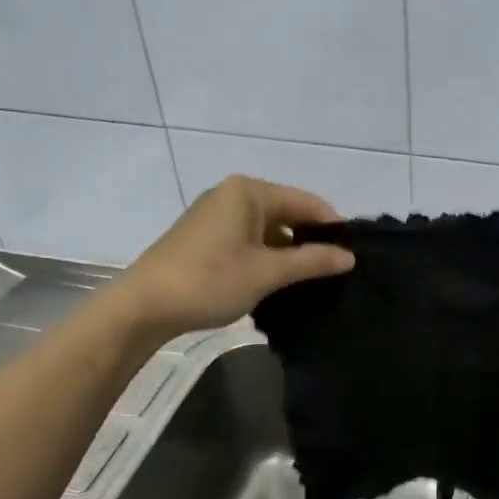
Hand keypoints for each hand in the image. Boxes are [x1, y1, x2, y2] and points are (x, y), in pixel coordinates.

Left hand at [116, 175, 354, 335]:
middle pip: (287, 213)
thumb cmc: (210, 281)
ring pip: (269, 230)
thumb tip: (349, 257)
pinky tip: (280, 282)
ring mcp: (217, 216)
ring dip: (290, 252)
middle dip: (311, 241)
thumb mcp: (268, 272)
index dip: (333, 227)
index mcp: (249, 192)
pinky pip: (250, 240)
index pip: (306, 202)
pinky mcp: (206, 237)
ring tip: (313, 280)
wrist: (144, 306)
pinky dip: (268, 257)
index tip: (354, 255)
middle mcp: (233, 195)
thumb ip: (312, 261)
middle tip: (337, 272)